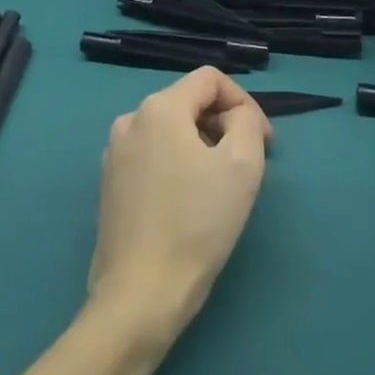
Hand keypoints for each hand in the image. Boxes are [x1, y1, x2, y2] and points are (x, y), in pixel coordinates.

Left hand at [88, 68, 270, 346]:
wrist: (141, 295)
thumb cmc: (197, 224)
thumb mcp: (243, 164)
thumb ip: (246, 121)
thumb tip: (231, 119)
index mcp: (159, 108)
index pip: (210, 79)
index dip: (244, 102)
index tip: (265, 141)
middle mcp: (130, 120)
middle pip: (189, 102)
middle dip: (224, 124)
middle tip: (250, 163)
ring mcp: (114, 154)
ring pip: (171, 130)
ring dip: (202, 145)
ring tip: (221, 184)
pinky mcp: (110, 184)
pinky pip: (153, 155)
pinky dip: (178, 164)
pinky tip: (190, 201)